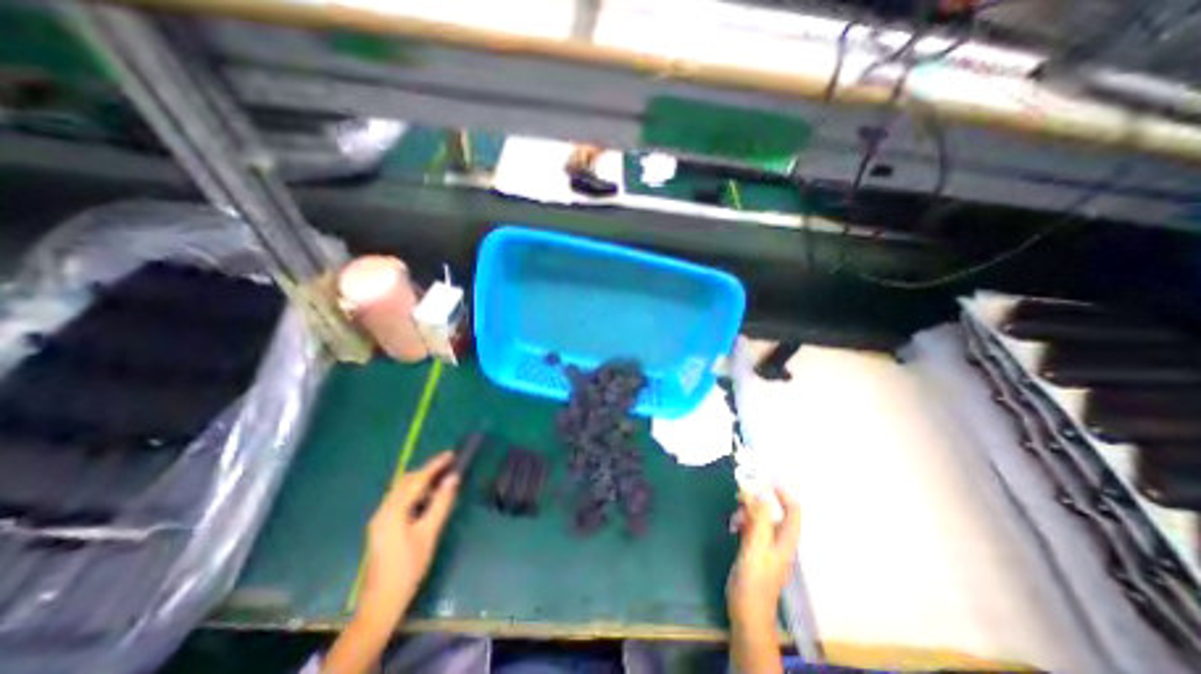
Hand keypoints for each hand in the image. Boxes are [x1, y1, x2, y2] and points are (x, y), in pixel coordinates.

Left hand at [355, 452, 459, 625]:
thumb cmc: (409, 567)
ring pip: (401, 490)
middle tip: (449, 465)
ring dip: (421, 481)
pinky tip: (427, 498)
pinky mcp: (381, 526)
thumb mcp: (429, 533)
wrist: (381, 602)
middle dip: (427, 471)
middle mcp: (382, 510)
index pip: (416, 480)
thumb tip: (453, 478)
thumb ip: (441, 503)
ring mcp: (379, 519)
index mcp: (393, 511)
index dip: (435, 465)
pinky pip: (399, 500)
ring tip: (442, 479)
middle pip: (406, 482)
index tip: (451, 454)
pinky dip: (414, 493)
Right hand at [726, 488, 799, 628]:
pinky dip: (743, 521)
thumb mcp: (756, 545)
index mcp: (786, 539)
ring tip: (735, 509)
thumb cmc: (755, 579)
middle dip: (760, 498)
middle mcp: (779, 540)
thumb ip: (759, 518)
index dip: (783, 492)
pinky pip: (751, 527)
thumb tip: (757, 492)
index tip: (767, 477)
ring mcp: (766, 546)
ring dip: (749, 509)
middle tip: (743, 488)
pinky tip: (732, 524)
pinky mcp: (754, 550)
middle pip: (775, 511)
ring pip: (761, 518)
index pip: (793, 510)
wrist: (747, 610)